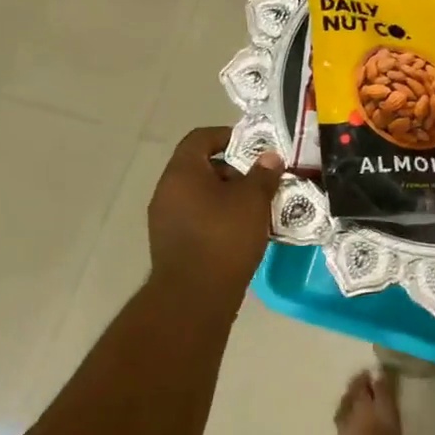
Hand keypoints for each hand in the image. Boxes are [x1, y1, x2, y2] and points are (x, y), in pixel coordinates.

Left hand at [147, 128, 284, 306]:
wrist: (194, 297)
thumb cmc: (224, 237)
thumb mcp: (253, 200)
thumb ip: (263, 174)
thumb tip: (270, 157)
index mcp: (182, 172)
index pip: (200, 138)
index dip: (226, 136)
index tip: (252, 147)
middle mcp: (166, 191)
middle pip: (199, 167)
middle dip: (231, 170)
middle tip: (258, 181)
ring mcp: (164, 219)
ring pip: (198, 195)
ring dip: (225, 196)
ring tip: (254, 209)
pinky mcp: (170, 243)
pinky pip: (195, 217)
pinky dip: (216, 217)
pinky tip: (239, 232)